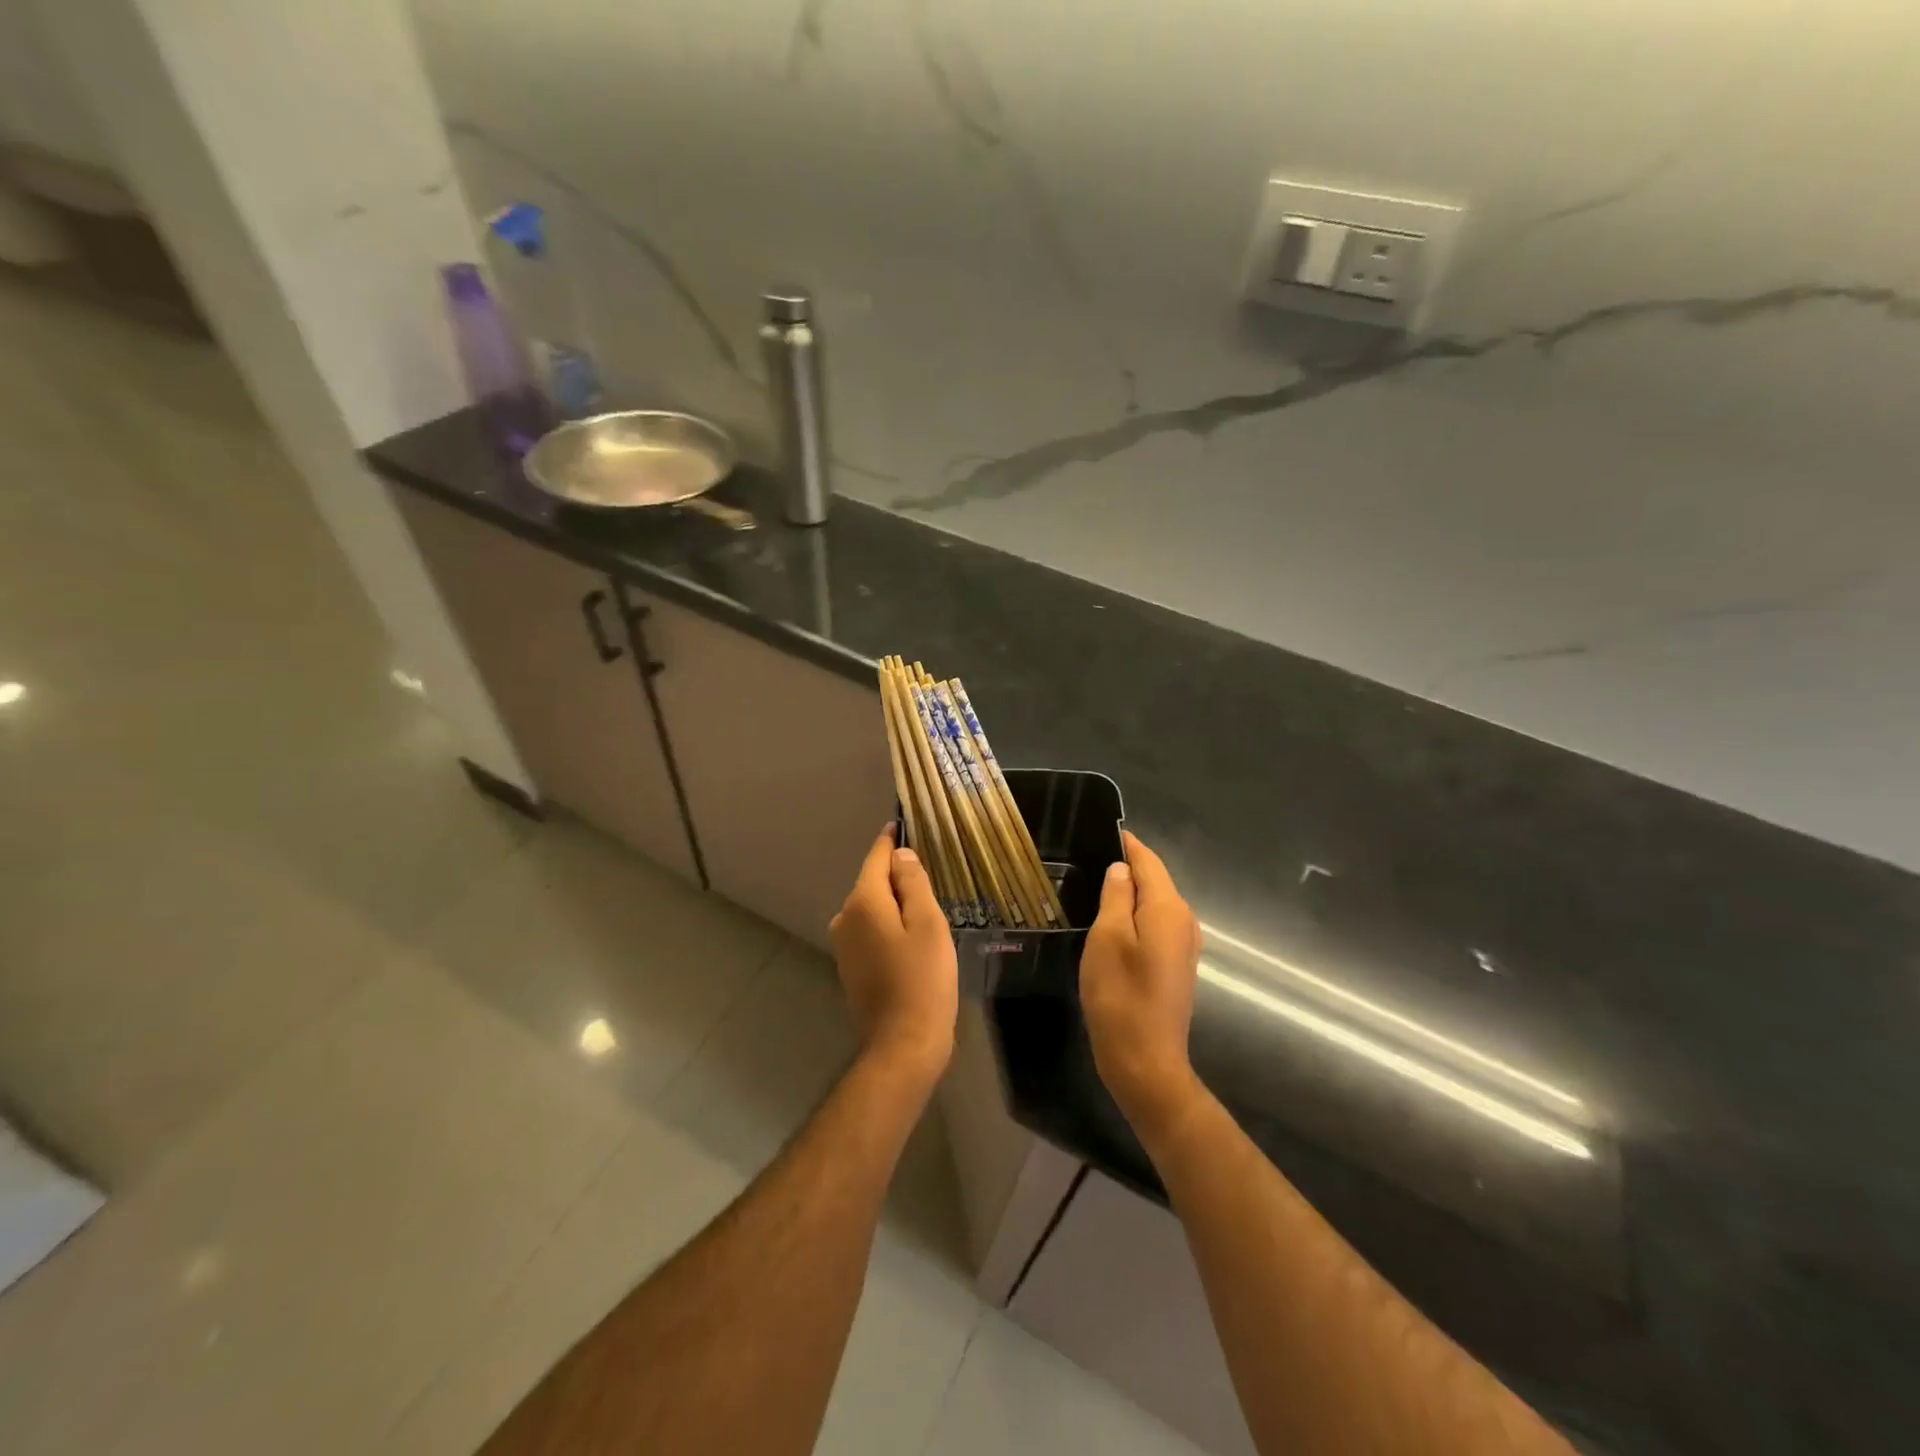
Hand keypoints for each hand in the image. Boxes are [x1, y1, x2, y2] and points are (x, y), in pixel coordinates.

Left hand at [830, 826, 958, 1085]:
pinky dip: (889, 927)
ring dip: (895, 904)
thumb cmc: (923, 978)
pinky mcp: (850, 967)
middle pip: (874, 883)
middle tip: (931, 875)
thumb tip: (901, 855)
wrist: (904, 1043)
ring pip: (873, 909)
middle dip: (898, 876)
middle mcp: (845, 918)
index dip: (892, 840)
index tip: (903, 824)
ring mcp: (844, 945)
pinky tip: (911, 940)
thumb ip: (914, 883)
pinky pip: (871, 932)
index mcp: (863, 902)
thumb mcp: (928, 923)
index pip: (877, 858)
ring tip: (926, 908)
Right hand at [1080, 831, 1203, 1144]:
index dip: (1126, 845)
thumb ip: (1116, 896)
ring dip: (1129, 894)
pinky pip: (1155, 926)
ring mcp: (1184, 946)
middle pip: (1155, 881)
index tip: (1100, 831)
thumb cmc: (1120, 996)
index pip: (1148, 861)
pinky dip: (1135, 917)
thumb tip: (1121, 868)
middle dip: (1126, 868)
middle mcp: (1184, 921)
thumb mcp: (1107, 938)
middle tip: (1086, 860)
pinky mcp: (1176, 966)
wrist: (1145, 1062)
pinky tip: (1111, 924)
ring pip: (1154, 904)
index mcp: (1169, 908)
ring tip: (1093, 887)